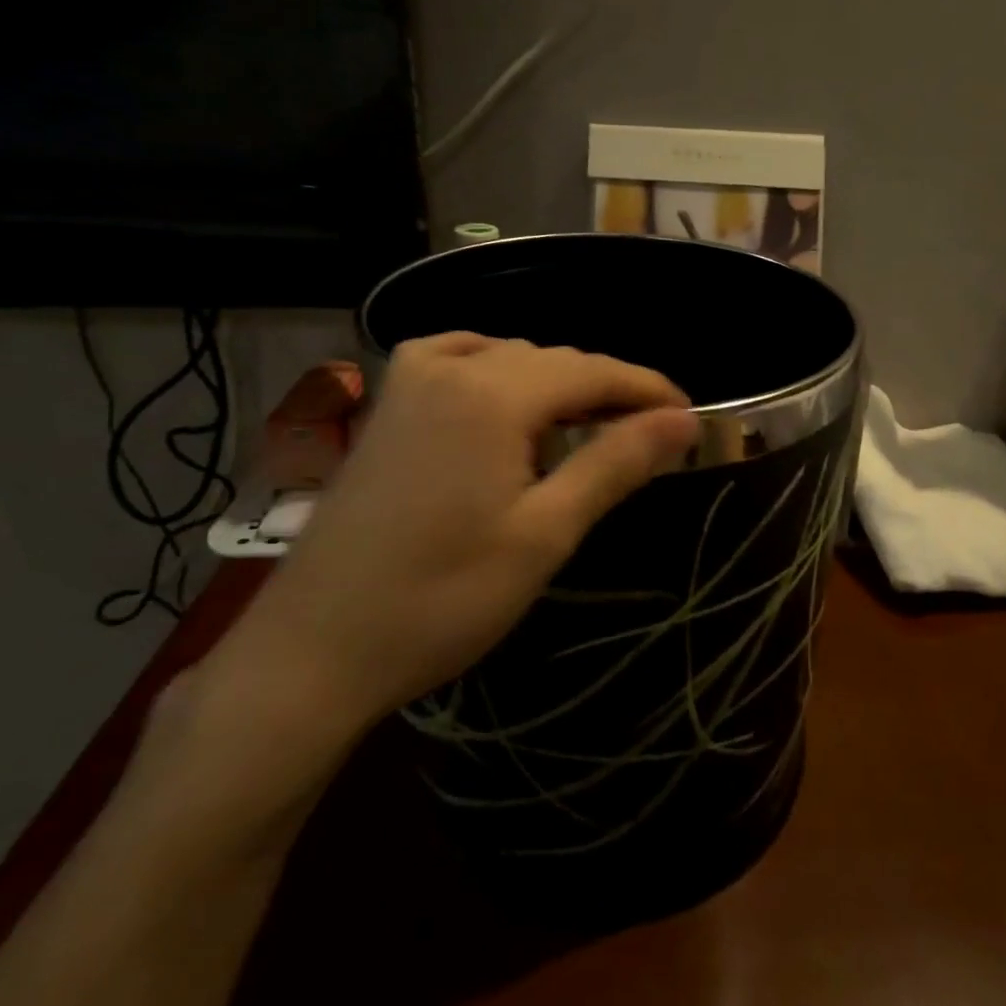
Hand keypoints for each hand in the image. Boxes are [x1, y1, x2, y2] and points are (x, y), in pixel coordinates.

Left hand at [210, 334, 698, 739]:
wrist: (315, 647)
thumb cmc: (441, 598)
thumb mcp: (545, 533)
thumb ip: (615, 463)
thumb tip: (683, 420)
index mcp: (493, 393)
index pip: (594, 370)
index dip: (648, 388)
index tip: (689, 417)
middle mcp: (450, 366)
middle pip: (553, 360)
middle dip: (606, 389)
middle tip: (650, 435)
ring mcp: (408, 381)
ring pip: (508, 358)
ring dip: (557, 385)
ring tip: (591, 428)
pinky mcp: (386, 405)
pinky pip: (458, 362)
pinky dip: (499, 373)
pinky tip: (507, 399)